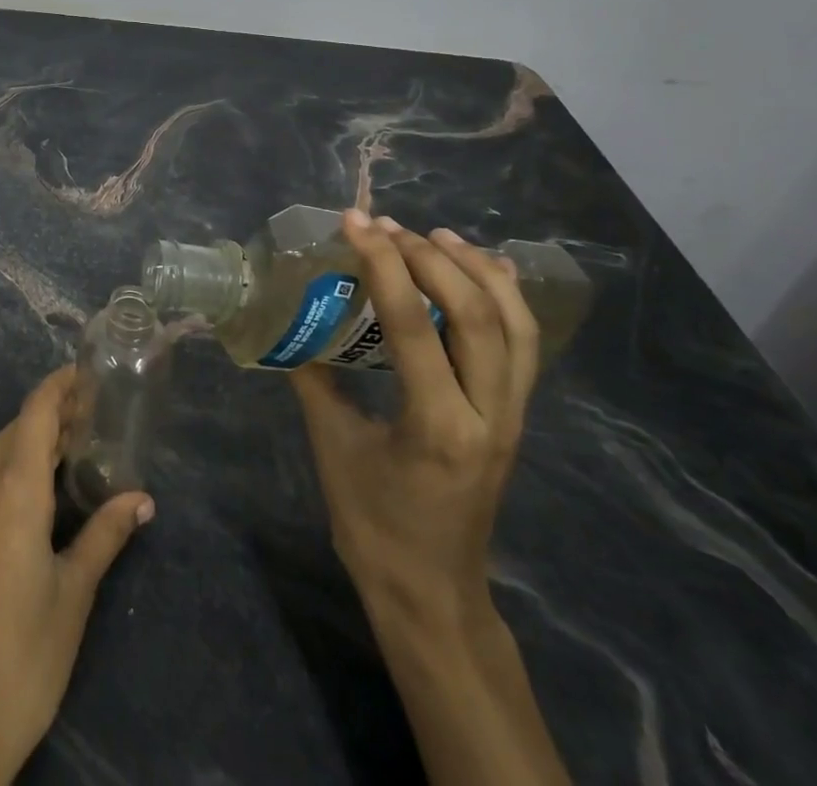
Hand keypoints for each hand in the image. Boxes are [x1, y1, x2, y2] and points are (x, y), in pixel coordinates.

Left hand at [0, 366, 154, 785]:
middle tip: (85, 427)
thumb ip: (105, 535)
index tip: (83, 374)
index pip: (34, 413)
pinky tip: (17, 514)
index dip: (57, 386)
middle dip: (47, 421)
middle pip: (12, 434)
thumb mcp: (73, 596)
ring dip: (22, 453)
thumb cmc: (22, 660)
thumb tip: (142, 499)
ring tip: (58, 468)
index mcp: (11, 493)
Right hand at [290, 212, 538, 624]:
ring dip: (476, 269)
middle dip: (429, 258)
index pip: (415, 326)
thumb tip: (291, 322)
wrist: (432, 592)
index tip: (356, 223)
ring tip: (435, 234)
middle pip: (477, 315)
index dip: (385, 265)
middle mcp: (489, 415)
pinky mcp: (516, 416)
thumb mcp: (332, 446)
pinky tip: (481, 269)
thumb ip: (314, 378)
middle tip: (386, 227)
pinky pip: (524, 346)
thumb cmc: (374, 525)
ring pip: (515, 325)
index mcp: (437, 426)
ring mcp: (512, 416)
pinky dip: (506, 298)